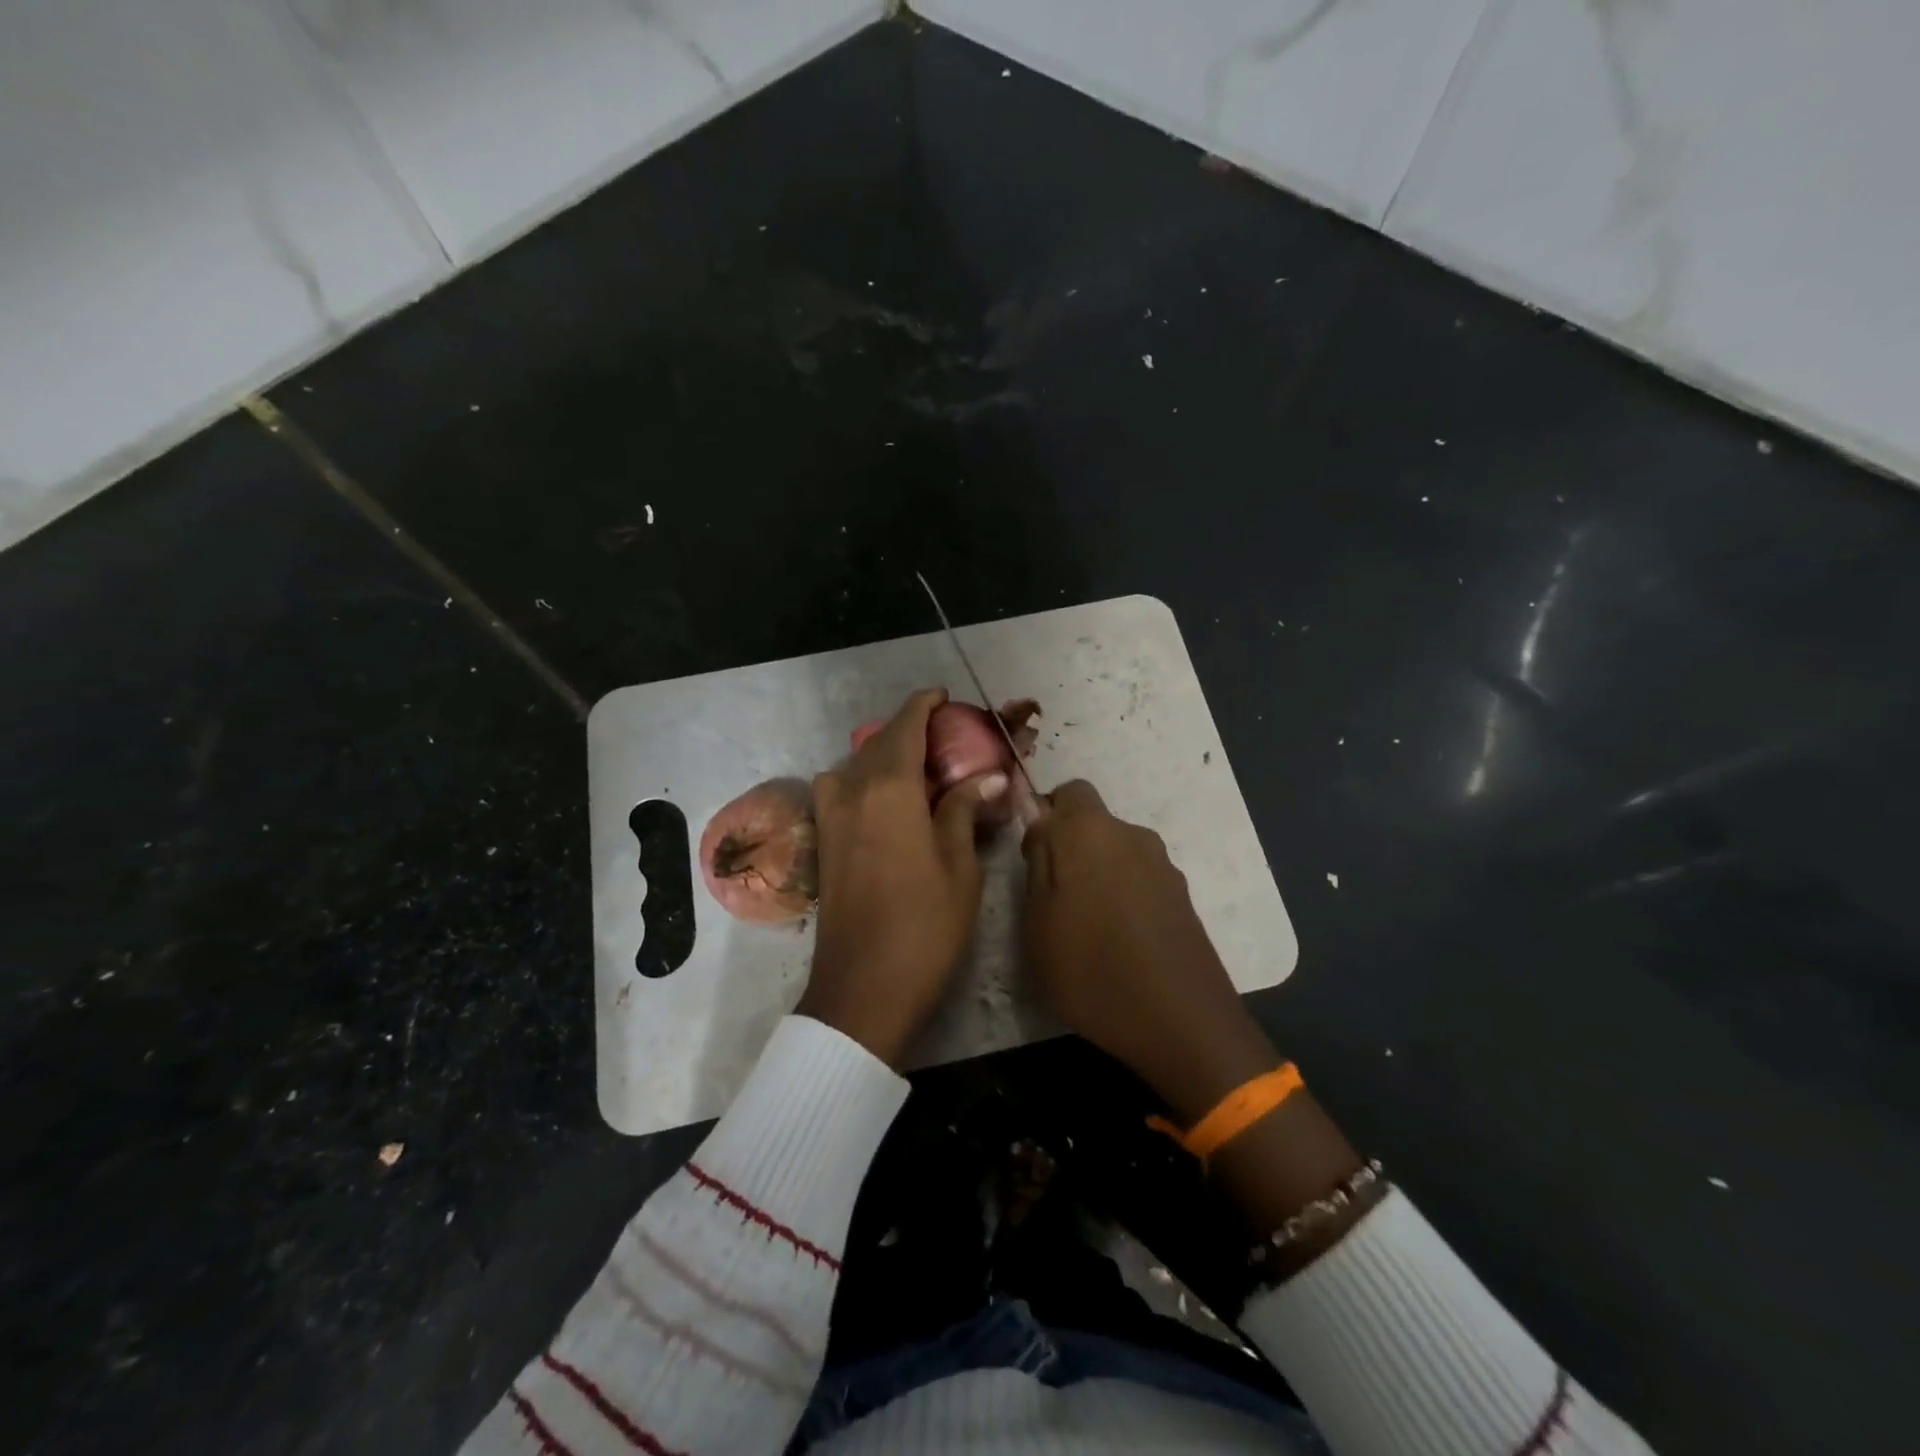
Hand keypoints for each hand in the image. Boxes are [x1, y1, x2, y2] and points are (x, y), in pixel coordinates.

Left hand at [796, 688, 1009, 1065]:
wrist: (863, 988)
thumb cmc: (924, 926)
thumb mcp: (959, 866)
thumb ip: (963, 811)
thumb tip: (986, 778)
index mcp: (888, 788)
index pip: (905, 726)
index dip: (924, 705)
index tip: (944, 696)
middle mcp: (851, 791)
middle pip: (879, 744)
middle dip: (910, 732)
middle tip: (947, 740)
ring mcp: (830, 817)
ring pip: (857, 767)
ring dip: (886, 758)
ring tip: (921, 773)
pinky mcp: (824, 843)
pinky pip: (843, 792)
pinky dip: (867, 783)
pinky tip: (893, 806)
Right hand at [1020, 780, 1280, 1121]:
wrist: (1182, 1023)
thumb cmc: (1092, 970)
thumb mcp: (1038, 919)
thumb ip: (1038, 860)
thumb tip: (1039, 821)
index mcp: (1090, 831)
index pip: (1067, 791)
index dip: (1046, 816)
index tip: (1033, 856)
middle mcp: (1131, 834)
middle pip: (1093, 823)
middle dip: (1070, 848)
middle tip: (1053, 900)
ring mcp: (1163, 864)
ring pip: (1116, 852)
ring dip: (1098, 873)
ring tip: (1087, 927)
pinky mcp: (1183, 895)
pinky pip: (1140, 878)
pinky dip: (1124, 895)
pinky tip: (1120, 940)